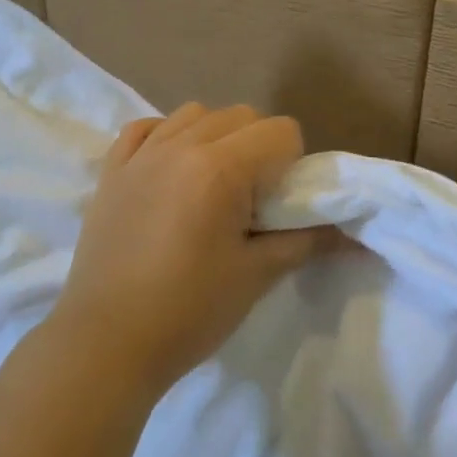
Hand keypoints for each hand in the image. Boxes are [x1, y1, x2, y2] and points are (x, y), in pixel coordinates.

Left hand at [49, 103, 337, 394]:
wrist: (106, 342)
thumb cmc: (188, 311)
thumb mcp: (256, 275)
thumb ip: (306, 241)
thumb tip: (350, 233)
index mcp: (219, 168)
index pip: (280, 131)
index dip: (292, 164)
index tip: (279, 205)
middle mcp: (179, 145)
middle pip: (240, 115)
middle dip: (259, 147)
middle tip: (251, 200)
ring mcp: (140, 154)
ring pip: (194, 114)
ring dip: (216, 137)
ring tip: (211, 185)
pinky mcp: (111, 169)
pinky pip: (145, 127)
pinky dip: (166, 136)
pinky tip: (170, 170)